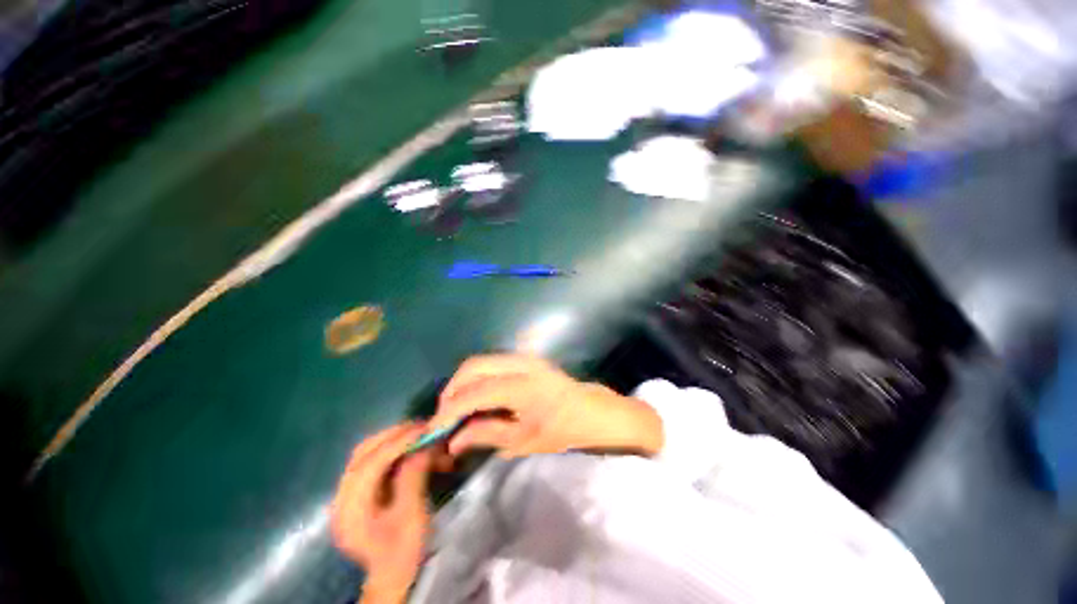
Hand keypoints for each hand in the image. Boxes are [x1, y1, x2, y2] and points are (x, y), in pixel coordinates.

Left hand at [331, 423, 432, 602]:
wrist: (391, 576)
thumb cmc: (403, 551)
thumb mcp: (413, 516)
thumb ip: (414, 477)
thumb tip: (425, 444)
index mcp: (351, 510)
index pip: (371, 464)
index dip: (398, 442)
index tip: (424, 429)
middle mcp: (341, 498)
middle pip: (363, 453)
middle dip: (394, 436)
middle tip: (421, 427)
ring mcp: (345, 495)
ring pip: (365, 454)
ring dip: (392, 440)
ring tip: (416, 434)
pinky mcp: (355, 493)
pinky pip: (370, 461)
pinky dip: (389, 450)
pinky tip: (406, 448)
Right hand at [432, 354, 663, 458]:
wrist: (592, 411)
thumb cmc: (563, 430)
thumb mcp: (524, 440)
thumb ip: (486, 434)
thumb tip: (453, 440)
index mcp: (522, 386)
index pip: (473, 394)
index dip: (449, 411)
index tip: (433, 430)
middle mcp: (519, 363)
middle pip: (472, 367)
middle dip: (452, 390)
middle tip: (445, 418)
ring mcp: (523, 356)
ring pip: (480, 361)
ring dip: (464, 382)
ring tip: (457, 408)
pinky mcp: (526, 357)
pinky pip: (492, 362)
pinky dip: (477, 377)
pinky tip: (476, 396)